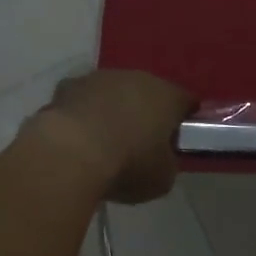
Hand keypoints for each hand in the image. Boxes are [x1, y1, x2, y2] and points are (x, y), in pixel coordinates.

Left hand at [26, 69, 194, 203]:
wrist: (70, 153)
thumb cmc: (127, 164)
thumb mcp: (162, 178)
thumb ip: (168, 163)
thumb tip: (162, 158)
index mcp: (167, 96)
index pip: (185, 101)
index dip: (184, 119)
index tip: (177, 139)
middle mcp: (137, 78)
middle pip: (148, 93)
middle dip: (145, 112)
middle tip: (139, 141)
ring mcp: (101, 78)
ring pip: (113, 92)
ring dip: (112, 109)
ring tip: (104, 141)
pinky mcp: (69, 85)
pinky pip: (83, 99)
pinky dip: (83, 113)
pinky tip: (76, 136)